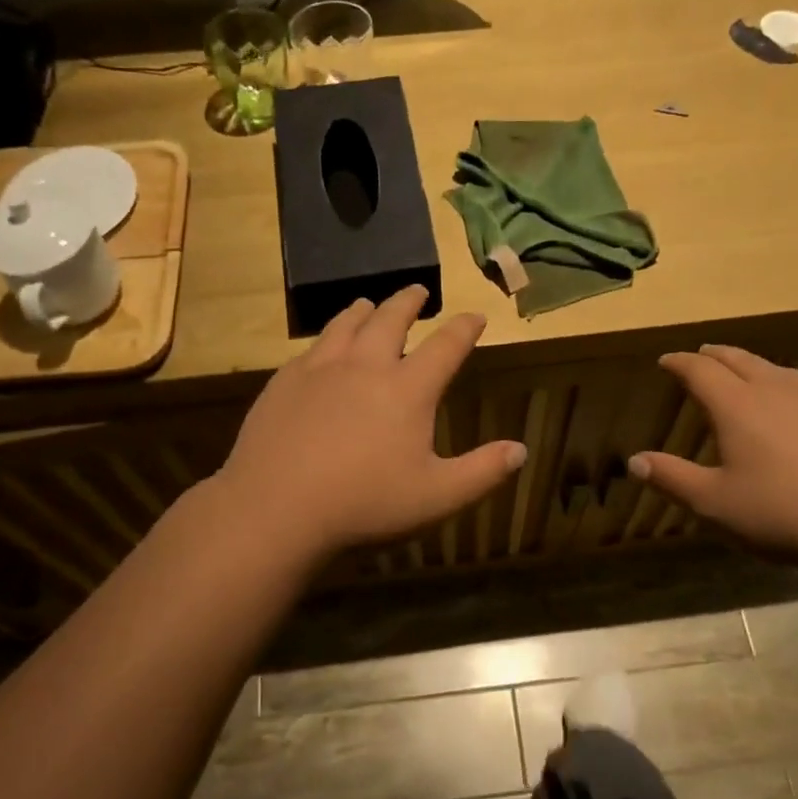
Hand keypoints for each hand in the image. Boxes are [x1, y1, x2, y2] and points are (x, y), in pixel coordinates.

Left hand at [211, 286, 525, 562]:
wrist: (276, 507)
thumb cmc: (365, 503)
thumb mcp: (437, 497)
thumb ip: (483, 472)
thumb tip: (521, 450)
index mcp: (407, 389)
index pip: (446, 346)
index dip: (465, 328)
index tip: (475, 315)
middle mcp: (365, 366)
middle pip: (391, 320)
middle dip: (409, 302)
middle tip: (418, 291)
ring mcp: (320, 370)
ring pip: (346, 325)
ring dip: (364, 311)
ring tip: (368, 305)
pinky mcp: (284, 383)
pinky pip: (311, 348)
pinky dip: (327, 338)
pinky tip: (323, 349)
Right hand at [629, 344, 797, 576]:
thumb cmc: (781, 513)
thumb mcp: (714, 503)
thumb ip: (672, 478)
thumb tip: (635, 461)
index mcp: (738, 406)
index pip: (701, 371)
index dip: (680, 363)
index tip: (666, 360)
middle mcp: (777, 392)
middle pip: (740, 361)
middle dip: (715, 356)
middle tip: (701, 355)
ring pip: (778, 371)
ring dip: (754, 366)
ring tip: (745, 371)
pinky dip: (788, 388)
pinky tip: (795, 409)